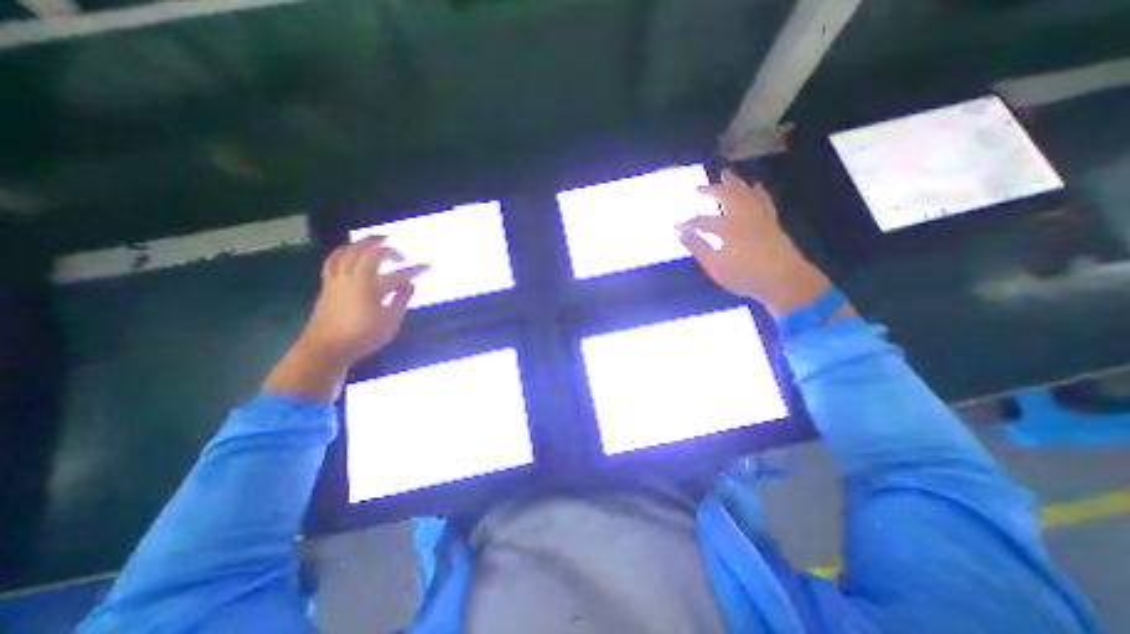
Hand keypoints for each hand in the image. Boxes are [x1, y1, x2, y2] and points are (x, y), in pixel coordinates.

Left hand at [301, 234, 427, 366]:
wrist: (327, 347)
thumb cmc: (364, 335)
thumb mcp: (391, 320)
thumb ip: (402, 299)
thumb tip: (411, 284)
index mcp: (369, 284)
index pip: (396, 272)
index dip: (413, 267)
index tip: (426, 266)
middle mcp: (351, 276)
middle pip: (365, 251)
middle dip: (381, 245)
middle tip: (392, 244)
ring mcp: (336, 280)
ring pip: (345, 252)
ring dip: (360, 243)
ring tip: (371, 241)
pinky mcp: (327, 286)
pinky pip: (332, 261)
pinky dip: (342, 252)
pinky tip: (347, 253)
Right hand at [679, 169, 825, 317]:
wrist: (785, 281)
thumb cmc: (746, 276)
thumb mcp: (715, 266)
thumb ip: (699, 248)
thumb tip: (682, 235)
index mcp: (728, 228)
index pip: (702, 222)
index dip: (688, 224)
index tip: (676, 227)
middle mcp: (744, 217)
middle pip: (727, 197)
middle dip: (712, 191)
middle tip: (699, 188)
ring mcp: (760, 217)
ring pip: (746, 193)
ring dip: (734, 183)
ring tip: (726, 175)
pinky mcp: (772, 222)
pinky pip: (764, 200)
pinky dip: (758, 191)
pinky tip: (756, 186)